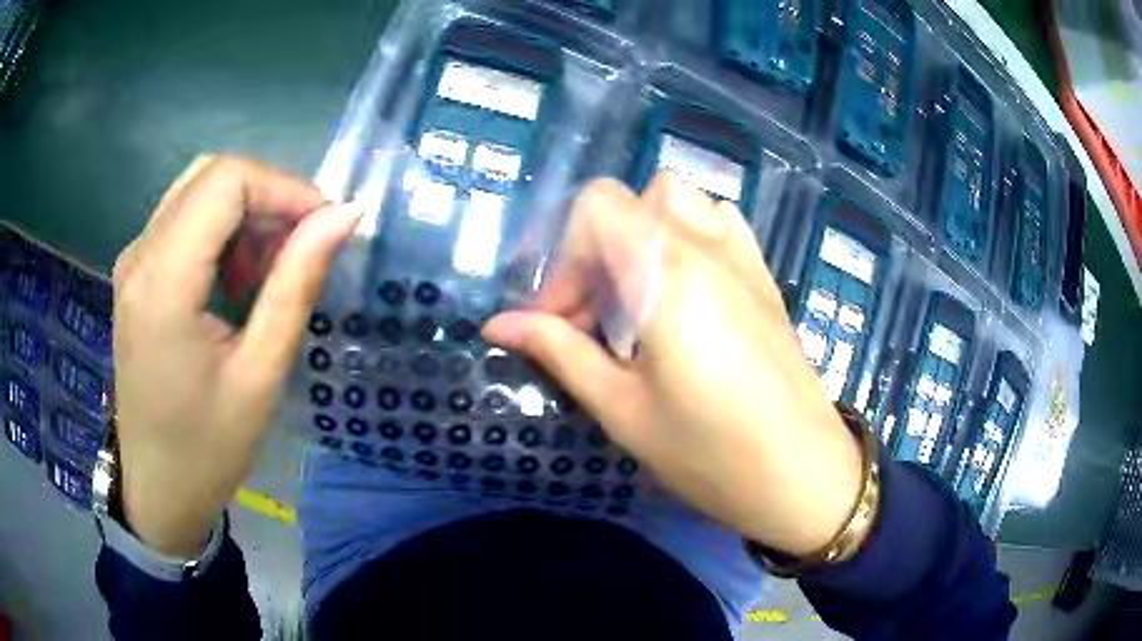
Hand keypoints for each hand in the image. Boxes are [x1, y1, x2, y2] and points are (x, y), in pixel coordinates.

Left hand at [112, 155, 360, 556]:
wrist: (157, 491)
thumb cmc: (207, 449)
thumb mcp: (260, 374)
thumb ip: (296, 283)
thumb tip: (344, 216)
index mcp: (163, 281)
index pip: (227, 181)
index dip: (284, 188)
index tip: (324, 226)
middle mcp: (139, 255)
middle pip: (211, 174)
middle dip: (267, 195)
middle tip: (302, 245)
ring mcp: (132, 262)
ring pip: (197, 191)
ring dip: (245, 213)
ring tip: (272, 269)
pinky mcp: (135, 275)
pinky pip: (183, 220)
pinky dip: (222, 230)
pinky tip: (238, 278)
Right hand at [483, 173, 862, 555]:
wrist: (805, 476)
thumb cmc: (711, 454)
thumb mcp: (623, 410)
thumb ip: (560, 353)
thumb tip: (498, 325)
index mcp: (667, 274)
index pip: (597, 205)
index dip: (565, 257)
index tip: (563, 322)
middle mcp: (707, 247)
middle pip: (632, 201)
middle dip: (597, 250)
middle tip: (594, 318)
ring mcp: (744, 257)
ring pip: (679, 202)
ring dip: (643, 236)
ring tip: (637, 299)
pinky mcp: (765, 277)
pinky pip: (719, 222)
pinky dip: (687, 236)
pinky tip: (684, 291)